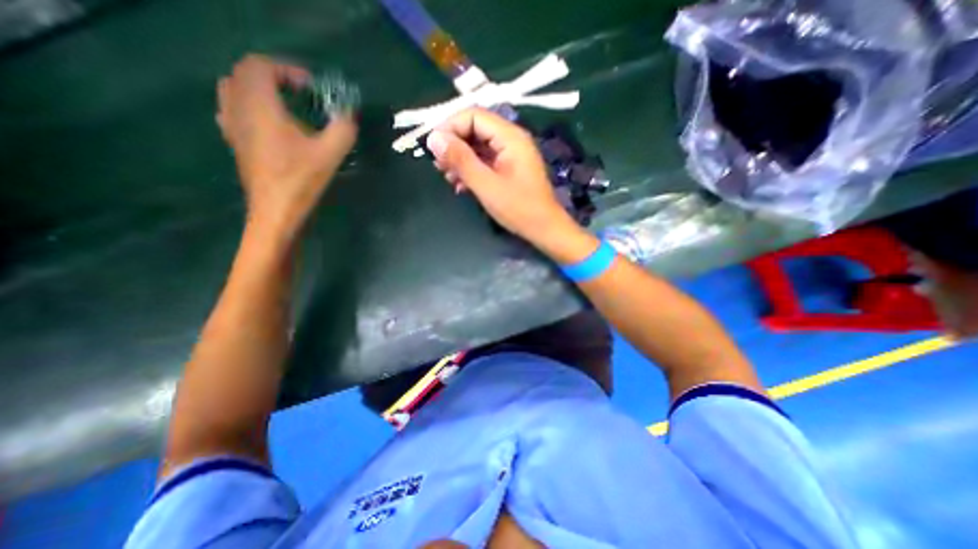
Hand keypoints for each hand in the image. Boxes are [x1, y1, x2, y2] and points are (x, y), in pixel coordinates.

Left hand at [217, 54, 356, 238]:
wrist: (276, 211)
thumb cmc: (301, 181)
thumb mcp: (330, 155)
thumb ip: (343, 129)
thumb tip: (348, 115)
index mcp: (260, 107)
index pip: (260, 65)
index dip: (287, 69)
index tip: (312, 88)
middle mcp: (238, 109)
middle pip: (244, 73)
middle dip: (274, 76)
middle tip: (301, 93)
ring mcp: (232, 126)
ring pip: (234, 89)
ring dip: (260, 89)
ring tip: (287, 106)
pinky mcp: (235, 142)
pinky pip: (233, 108)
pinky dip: (251, 105)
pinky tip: (272, 124)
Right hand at [422, 107, 579, 247]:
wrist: (544, 229)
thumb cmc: (518, 208)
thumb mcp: (486, 185)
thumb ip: (460, 160)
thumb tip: (434, 138)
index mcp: (510, 137)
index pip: (474, 116)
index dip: (450, 127)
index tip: (432, 147)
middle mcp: (511, 140)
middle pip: (475, 130)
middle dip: (454, 145)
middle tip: (437, 165)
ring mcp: (511, 155)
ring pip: (479, 147)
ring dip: (460, 160)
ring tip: (447, 177)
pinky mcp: (509, 169)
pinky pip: (486, 161)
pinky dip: (471, 170)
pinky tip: (460, 185)